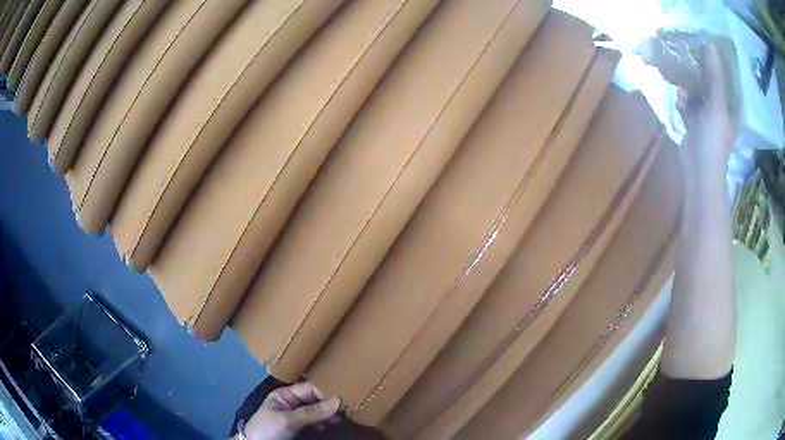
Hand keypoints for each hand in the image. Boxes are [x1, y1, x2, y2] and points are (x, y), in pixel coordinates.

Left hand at [234, 382, 340, 439]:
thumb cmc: (268, 429)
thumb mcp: (288, 420)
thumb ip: (312, 412)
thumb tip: (337, 401)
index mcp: (285, 395)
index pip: (310, 389)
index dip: (326, 392)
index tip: (345, 396)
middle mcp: (291, 402)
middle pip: (314, 399)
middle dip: (329, 404)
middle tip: (347, 409)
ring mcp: (295, 415)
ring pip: (316, 411)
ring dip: (328, 414)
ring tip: (341, 419)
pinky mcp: (298, 427)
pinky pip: (315, 421)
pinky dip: (323, 423)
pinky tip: (331, 425)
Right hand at [676, 43, 734, 177]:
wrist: (699, 167)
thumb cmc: (713, 137)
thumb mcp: (717, 103)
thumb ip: (715, 75)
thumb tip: (711, 46)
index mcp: (730, 107)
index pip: (725, 79)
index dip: (716, 64)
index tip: (704, 49)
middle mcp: (721, 110)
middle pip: (709, 84)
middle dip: (698, 76)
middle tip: (688, 64)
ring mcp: (708, 118)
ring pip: (697, 93)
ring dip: (688, 91)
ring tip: (682, 95)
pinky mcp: (695, 124)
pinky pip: (689, 105)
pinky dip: (683, 103)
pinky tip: (680, 105)